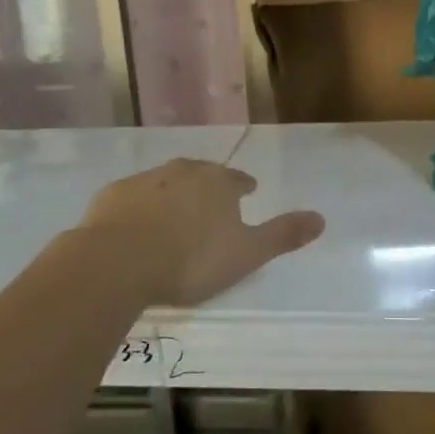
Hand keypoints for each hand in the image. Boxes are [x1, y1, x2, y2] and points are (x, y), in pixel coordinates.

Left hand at [78, 159, 324, 305]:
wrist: (118, 261)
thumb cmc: (191, 259)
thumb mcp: (246, 253)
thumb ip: (282, 235)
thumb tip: (322, 218)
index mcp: (218, 183)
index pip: (237, 179)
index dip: (243, 187)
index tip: (247, 192)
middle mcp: (183, 172)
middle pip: (201, 174)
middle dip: (208, 186)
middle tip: (211, 203)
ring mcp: (145, 180)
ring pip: (166, 182)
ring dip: (173, 195)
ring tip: (175, 215)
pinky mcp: (112, 196)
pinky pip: (133, 198)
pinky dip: (139, 207)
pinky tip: (136, 225)